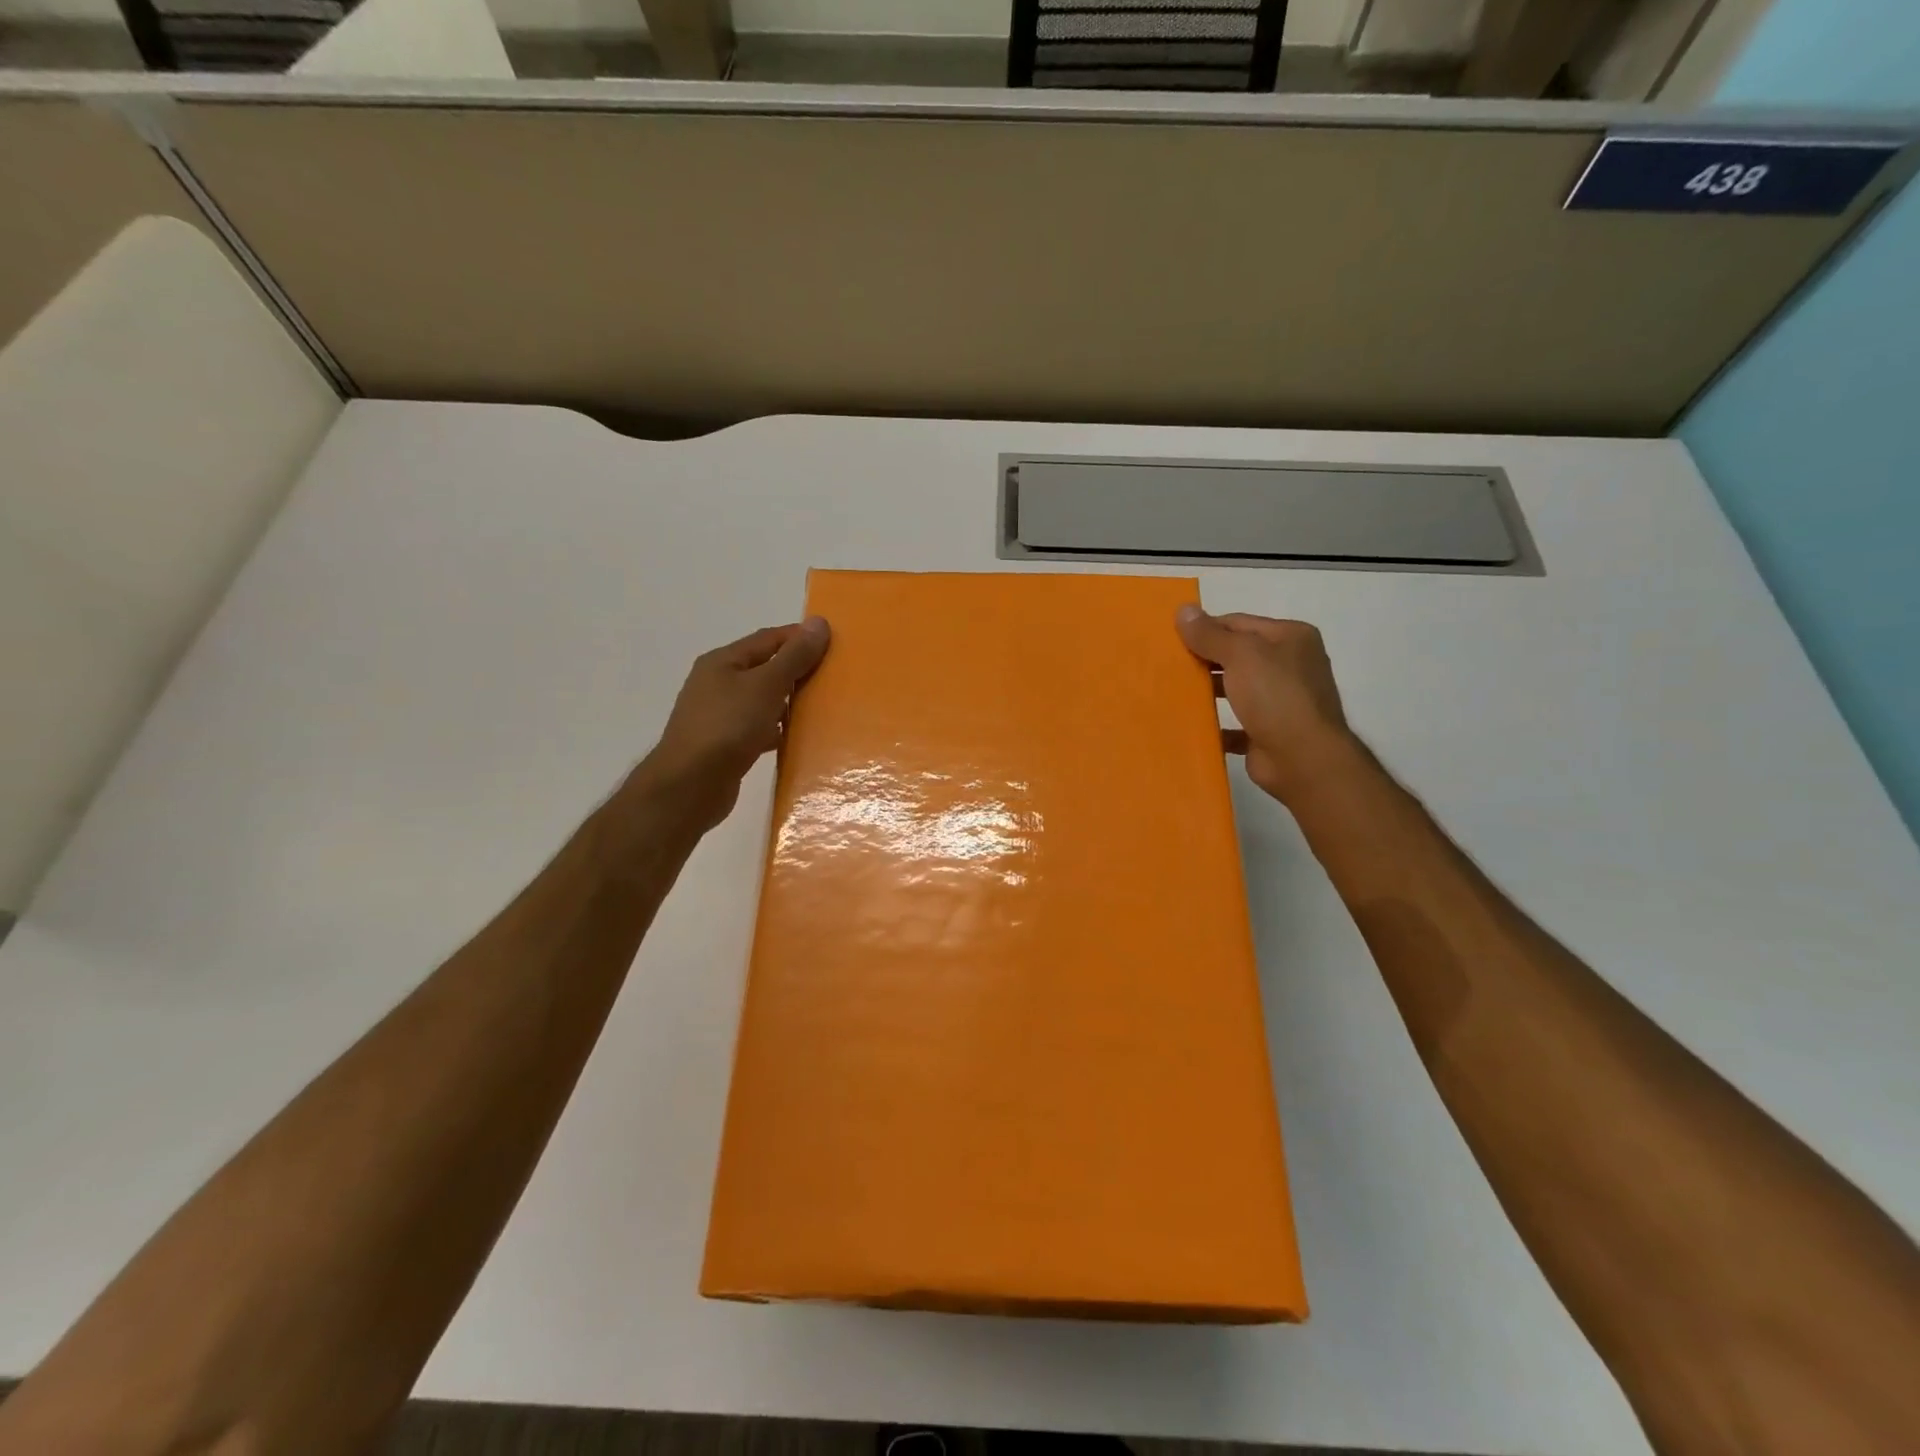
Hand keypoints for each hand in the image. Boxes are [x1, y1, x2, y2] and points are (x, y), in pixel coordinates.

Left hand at [627, 618, 831, 832]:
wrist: (689, 786)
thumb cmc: (728, 727)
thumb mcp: (766, 685)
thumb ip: (794, 656)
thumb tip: (819, 622)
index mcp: (723, 661)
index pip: (769, 638)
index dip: (800, 638)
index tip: (834, 645)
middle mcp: (717, 684)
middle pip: (765, 668)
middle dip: (797, 671)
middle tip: (833, 677)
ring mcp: (718, 716)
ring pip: (762, 700)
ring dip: (788, 703)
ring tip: (821, 708)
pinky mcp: (724, 745)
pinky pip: (757, 729)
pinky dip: (776, 730)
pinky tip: (795, 738)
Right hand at [1175, 606, 1358, 804]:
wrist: (1303, 759)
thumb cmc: (1276, 696)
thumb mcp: (1241, 655)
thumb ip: (1210, 634)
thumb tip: (1183, 610)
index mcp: (1291, 638)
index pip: (1239, 622)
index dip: (1206, 628)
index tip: (1171, 638)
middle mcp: (1290, 665)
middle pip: (1238, 655)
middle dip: (1204, 660)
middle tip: (1168, 664)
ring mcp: (1281, 701)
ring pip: (1236, 689)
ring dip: (1208, 691)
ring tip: (1171, 692)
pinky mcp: (1269, 733)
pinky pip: (1235, 724)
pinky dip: (1215, 724)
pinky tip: (1190, 724)